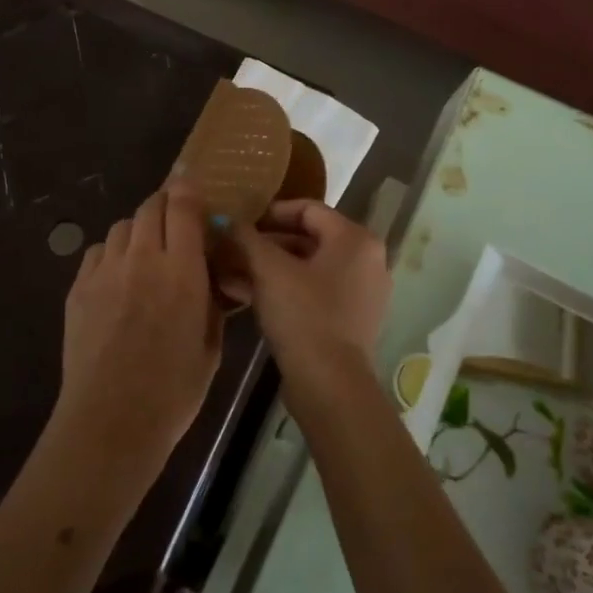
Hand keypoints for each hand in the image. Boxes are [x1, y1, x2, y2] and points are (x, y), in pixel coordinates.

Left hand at [54, 182, 223, 469]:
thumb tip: (213, 279)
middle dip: (165, 208)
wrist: (110, 421)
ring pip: (121, 226)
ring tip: (145, 256)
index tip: (195, 195)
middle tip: (174, 226)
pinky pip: (97, 252)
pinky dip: (112, 254)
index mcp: (181, 271)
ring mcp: (104, 271)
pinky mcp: (78, 288)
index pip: (183, 207)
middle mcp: (141, 259)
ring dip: (137, 231)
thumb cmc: (172, 392)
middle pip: (149, 207)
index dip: (189, 192)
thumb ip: (212, 302)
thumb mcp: (210, 346)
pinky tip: (118, 280)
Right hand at [227, 200, 389, 390]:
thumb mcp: (268, 270)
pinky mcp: (349, 321)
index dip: (269, 212)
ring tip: (228, 272)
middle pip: (307, 238)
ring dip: (267, 268)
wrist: (330, 383)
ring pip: (306, 268)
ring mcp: (360, 293)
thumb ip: (246, 238)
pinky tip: (243, 295)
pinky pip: (312, 292)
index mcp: (355, 239)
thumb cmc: (304, 314)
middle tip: (230, 248)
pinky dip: (282, 290)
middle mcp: (366, 260)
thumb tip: (226, 220)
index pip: (308, 209)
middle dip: (264, 244)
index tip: (239, 223)